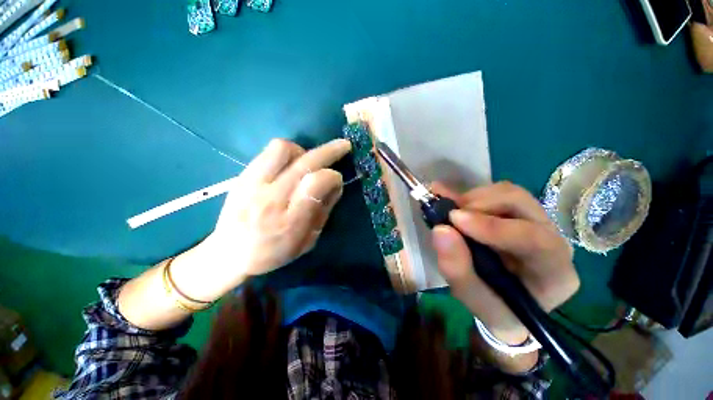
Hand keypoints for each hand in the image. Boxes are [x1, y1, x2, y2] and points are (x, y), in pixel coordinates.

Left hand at [170, 138, 351, 301]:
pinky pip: (268, 152)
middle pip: (304, 162)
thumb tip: (336, 184)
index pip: (316, 184)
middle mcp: (271, 198)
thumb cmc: (273, 252)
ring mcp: (253, 184)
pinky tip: (290, 164)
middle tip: (343, 145)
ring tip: (308, 162)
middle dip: (329, 151)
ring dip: (303, 151)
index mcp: (290, 221)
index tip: (338, 179)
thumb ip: (324, 210)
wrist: (228, 253)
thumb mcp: (308, 241)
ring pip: (283, 149)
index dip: (333, 177)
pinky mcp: (242, 176)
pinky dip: (286, 153)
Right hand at [430, 181, 578, 343]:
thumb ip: (458, 269)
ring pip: (508, 193)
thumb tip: (440, 229)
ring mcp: (535, 221)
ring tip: (451, 213)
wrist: (503, 303)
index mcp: (554, 271)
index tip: (454, 220)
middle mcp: (551, 238)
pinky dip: (469, 195)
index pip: (535, 239)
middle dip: (480, 205)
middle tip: (450, 215)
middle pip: (522, 204)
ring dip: (474, 199)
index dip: (493, 226)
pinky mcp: (515, 213)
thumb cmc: (495, 308)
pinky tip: (450, 200)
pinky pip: (495, 193)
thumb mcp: (474, 299)